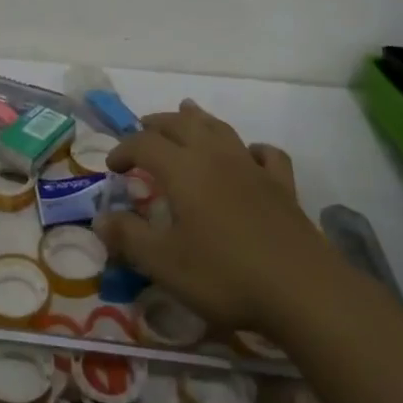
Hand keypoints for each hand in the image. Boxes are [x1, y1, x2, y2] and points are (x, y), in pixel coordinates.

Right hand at [95, 99, 329, 335]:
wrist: (302, 290)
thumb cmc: (225, 275)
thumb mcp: (165, 264)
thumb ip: (129, 238)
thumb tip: (100, 219)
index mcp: (183, 170)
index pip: (144, 144)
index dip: (123, 150)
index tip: (112, 168)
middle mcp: (215, 157)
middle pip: (181, 124)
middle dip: (157, 124)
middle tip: (142, 130)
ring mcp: (252, 168)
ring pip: (220, 129)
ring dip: (198, 119)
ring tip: (187, 112)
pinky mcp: (282, 185)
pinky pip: (265, 153)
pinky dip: (250, 148)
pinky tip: (248, 156)